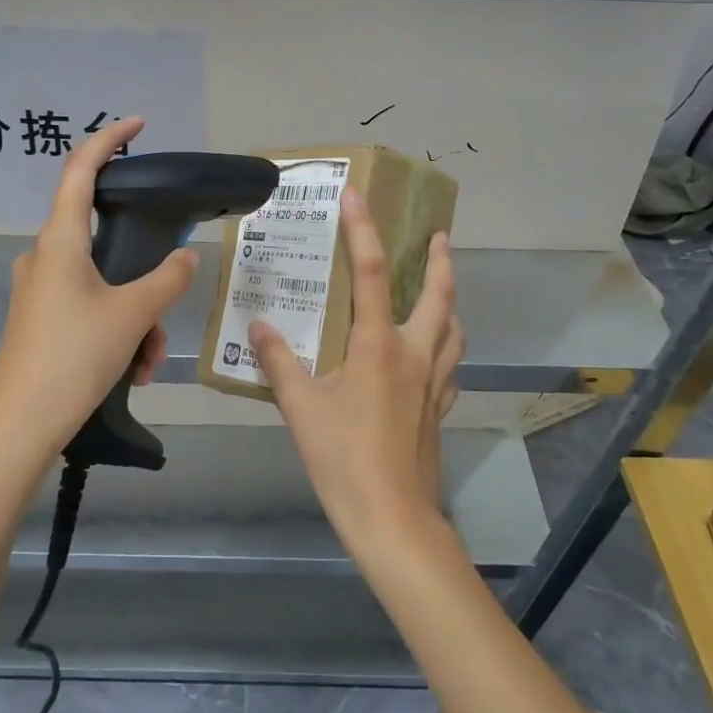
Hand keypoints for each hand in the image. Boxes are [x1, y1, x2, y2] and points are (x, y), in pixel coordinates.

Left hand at [0, 118, 199, 473]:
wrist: (19, 425)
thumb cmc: (73, 356)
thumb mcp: (132, 315)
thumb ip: (167, 279)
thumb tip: (186, 257)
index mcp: (60, 240)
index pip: (80, 169)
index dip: (108, 139)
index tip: (137, 124)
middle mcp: (44, 256)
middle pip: (103, 239)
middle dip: (144, 274)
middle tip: (165, 310)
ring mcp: (39, 289)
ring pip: (103, 283)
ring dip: (135, 315)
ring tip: (148, 360)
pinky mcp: (39, 318)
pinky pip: (88, 307)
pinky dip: (116, 330)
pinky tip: (131, 370)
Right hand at [249, 189, 463, 554]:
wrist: (392, 516)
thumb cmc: (343, 457)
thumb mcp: (300, 407)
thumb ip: (278, 362)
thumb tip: (259, 326)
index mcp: (378, 345)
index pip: (370, 274)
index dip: (363, 231)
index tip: (357, 196)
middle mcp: (413, 353)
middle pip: (438, 295)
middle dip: (440, 261)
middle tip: (438, 236)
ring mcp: (433, 382)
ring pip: (453, 330)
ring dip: (448, 302)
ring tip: (439, 288)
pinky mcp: (438, 408)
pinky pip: (449, 366)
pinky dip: (445, 348)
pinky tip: (432, 356)